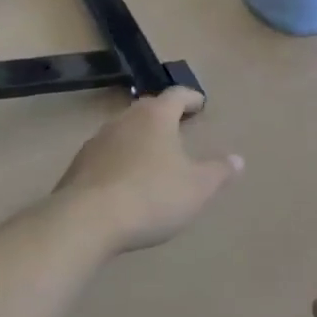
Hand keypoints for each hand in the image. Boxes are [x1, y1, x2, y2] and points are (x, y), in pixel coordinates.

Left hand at [52, 87, 241, 253]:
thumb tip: (238, 160)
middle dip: (163, 115)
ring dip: (139, 137)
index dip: (190, 98)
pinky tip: (124, 181)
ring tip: (152, 154)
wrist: (86, 221)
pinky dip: (119, 160)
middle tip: (177, 126)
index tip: (200, 104)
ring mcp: (97, 141)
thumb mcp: (197, 188)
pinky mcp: (78, 166)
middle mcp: (124, 120)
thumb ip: (219, 172)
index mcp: (155, 117)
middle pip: (147, 108)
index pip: (176, 95)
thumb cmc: (151, 196)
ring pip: (123, 130)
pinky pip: (105, 155)